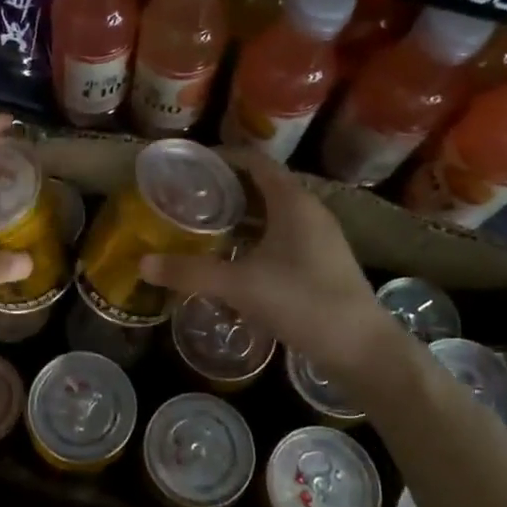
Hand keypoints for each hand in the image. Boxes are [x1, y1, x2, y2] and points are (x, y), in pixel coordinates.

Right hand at [140, 151, 417, 382]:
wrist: (363, 349)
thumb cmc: (303, 302)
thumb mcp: (239, 285)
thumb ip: (189, 272)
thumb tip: (143, 263)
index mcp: (292, 202)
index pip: (254, 161)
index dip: (221, 158)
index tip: (188, 165)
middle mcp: (309, 211)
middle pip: (262, 186)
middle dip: (224, 188)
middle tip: (187, 197)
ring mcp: (319, 238)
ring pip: (272, 213)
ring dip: (239, 215)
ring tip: (203, 225)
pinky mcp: (322, 263)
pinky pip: (281, 236)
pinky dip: (254, 238)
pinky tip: (233, 259)